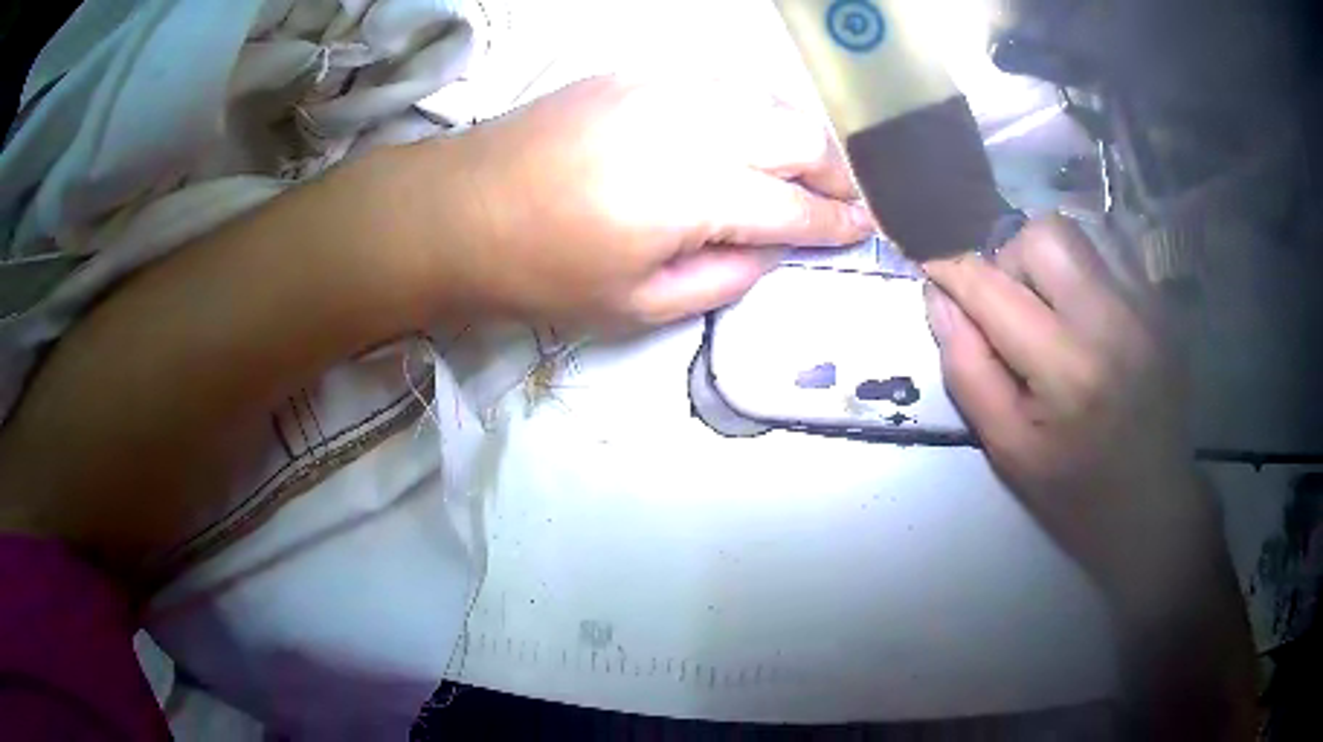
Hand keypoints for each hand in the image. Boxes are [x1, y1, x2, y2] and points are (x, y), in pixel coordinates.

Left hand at [409, 76, 872, 327]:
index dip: (836, 223)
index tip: (863, 231)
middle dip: (836, 171)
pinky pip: (719, 82)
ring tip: (804, 166)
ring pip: (766, 96)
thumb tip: (772, 250)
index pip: (795, 206)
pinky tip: (745, 131)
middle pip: (799, 134)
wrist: (459, 209)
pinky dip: (751, 107)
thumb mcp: (638, 307)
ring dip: (798, 133)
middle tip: (844, 199)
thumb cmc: (541, 272)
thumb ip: (723, 278)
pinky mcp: (635, 72)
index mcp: (693, 193)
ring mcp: (663, 87)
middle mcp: (692, 124)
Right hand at [923, 217, 1220, 603]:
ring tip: (1053, 309)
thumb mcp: (1008, 448)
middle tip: (1013, 308)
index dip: (952, 270)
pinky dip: (1084, 269)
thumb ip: (967, 369)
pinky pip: (1110, 251)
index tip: (934, 270)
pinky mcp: (1161, 304)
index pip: (992, 287)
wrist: (1153, 504)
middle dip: (1010, 259)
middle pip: (1042, 235)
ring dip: (1049, 261)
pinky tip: (1088, 314)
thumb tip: (938, 297)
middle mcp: (1112, 320)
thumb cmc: (1074, 490)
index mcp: (1068, 369)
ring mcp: (1145, 306)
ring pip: (1079, 231)